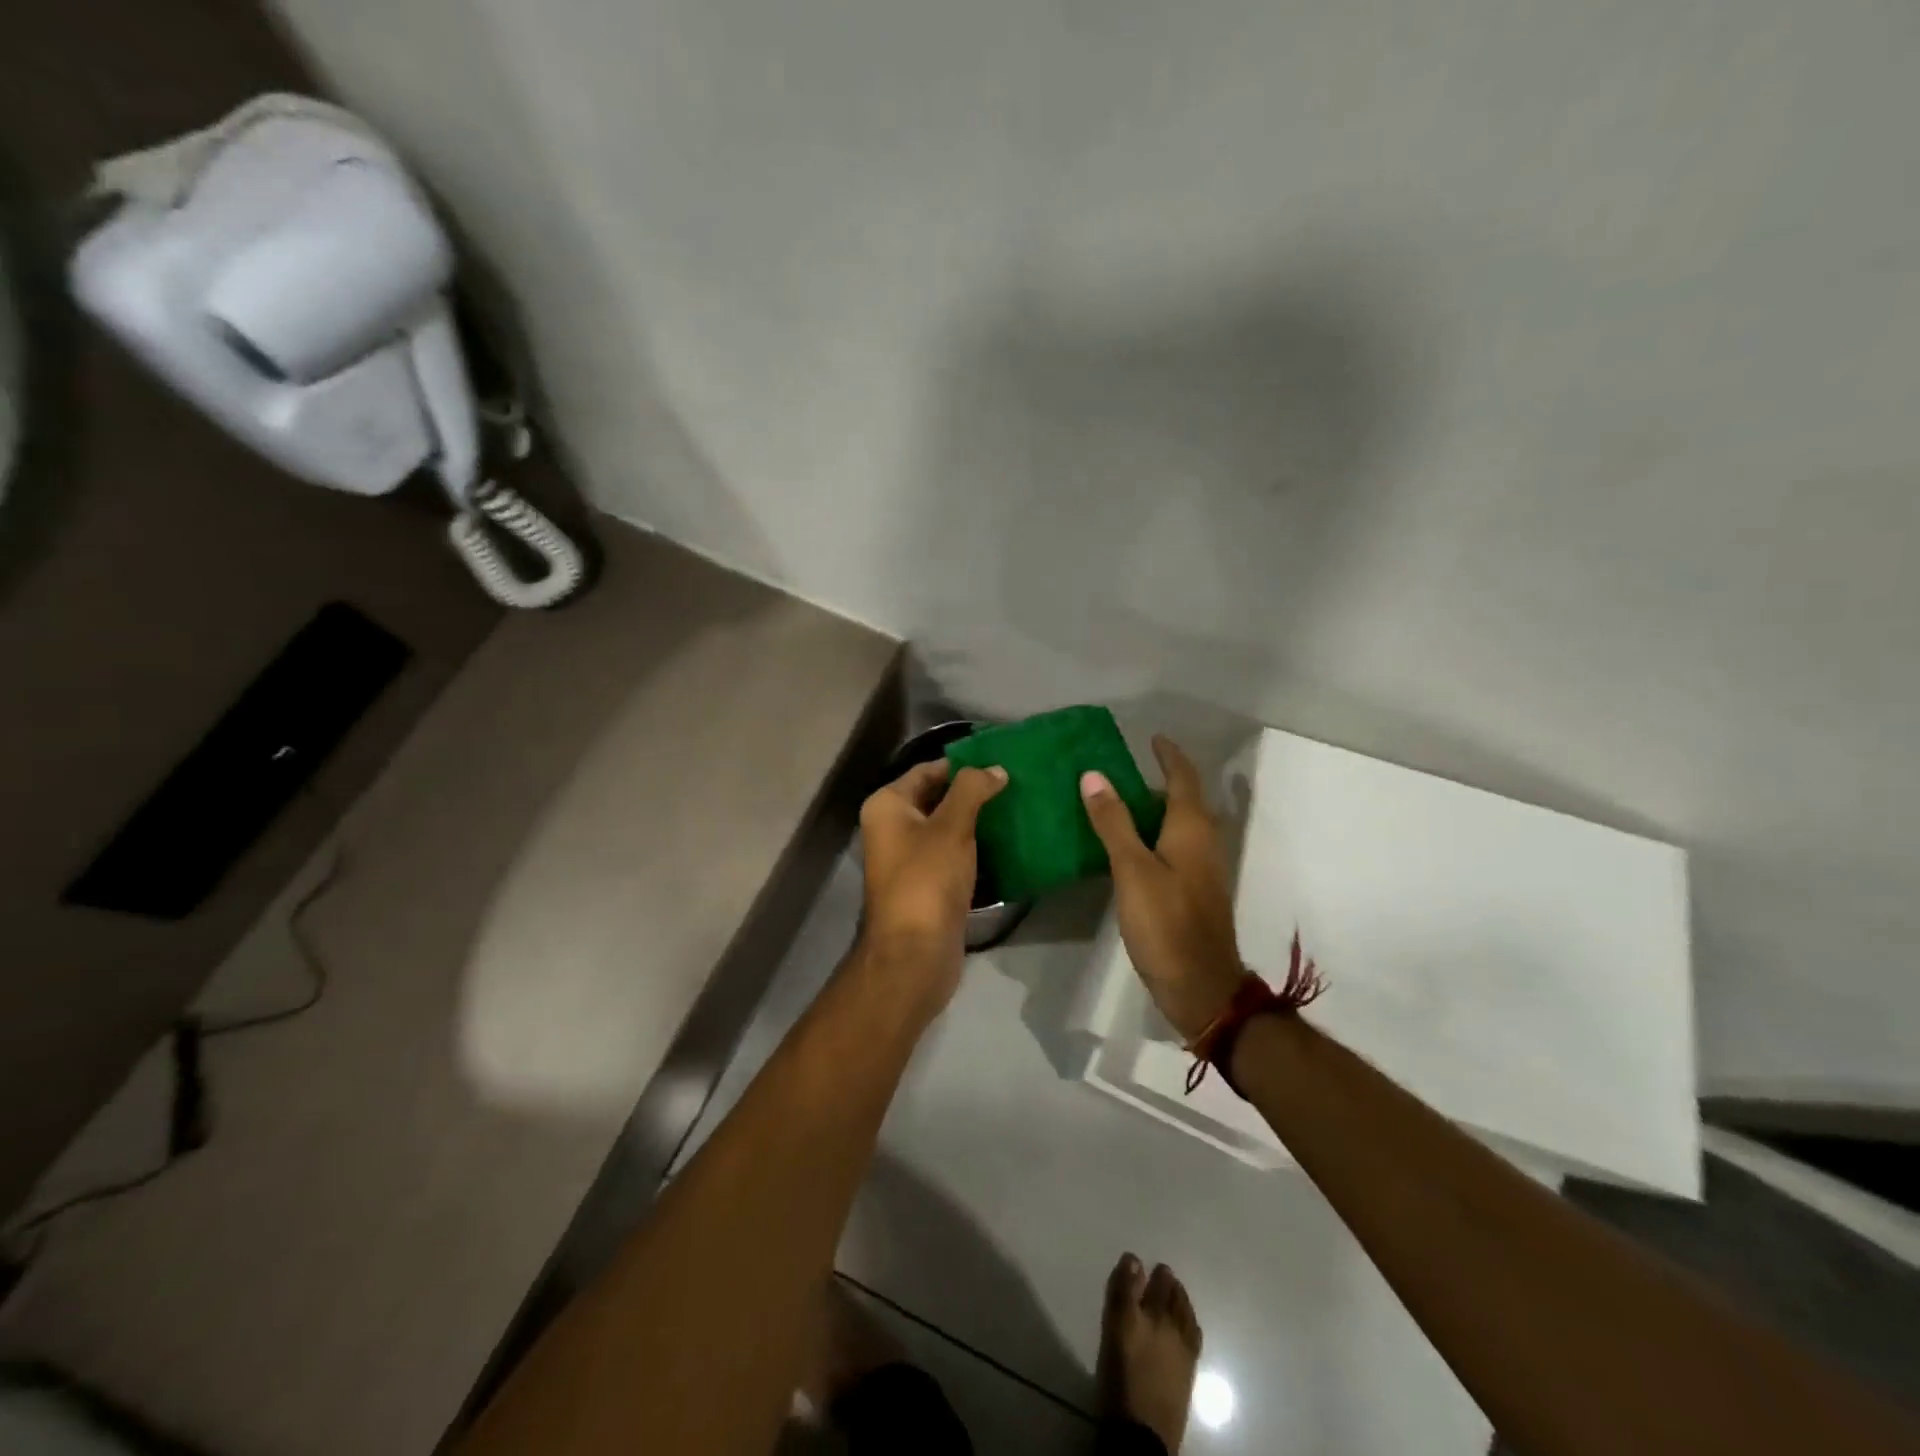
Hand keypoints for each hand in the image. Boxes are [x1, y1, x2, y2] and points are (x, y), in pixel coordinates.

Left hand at [856, 758, 1007, 1011]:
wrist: (915, 954)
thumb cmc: (927, 880)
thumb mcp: (951, 827)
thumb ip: (972, 790)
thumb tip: (995, 769)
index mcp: (887, 806)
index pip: (927, 770)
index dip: (962, 765)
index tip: (1001, 762)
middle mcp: (892, 828)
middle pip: (937, 798)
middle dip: (973, 793)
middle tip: (1016, 784)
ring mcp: (909, 859)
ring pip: (948, 828)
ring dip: (978, 821)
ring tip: (1018, 808)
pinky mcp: (927, 884)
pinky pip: (954, 855)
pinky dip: (976, 848)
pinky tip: (1008, 843)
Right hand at [1080, 736, 1245, 1041]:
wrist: (1200, 986)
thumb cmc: (1165, 923)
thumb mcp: (1132, 869)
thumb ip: (1113, 822)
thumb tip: (1094, 775)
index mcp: (1191, 829)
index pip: (1183, 778)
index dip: (1169, 756)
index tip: (1152, 738)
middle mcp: (1202, 842)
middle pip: (1185, 800)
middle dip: (1161, 779)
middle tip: (1123, 769)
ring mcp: (1201, 869)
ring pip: (1180, 825)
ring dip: (1156, 808)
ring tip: (1119, 801)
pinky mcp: (1193, 892)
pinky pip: (1175, 847)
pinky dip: (1154, 835)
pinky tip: (1128, 846)